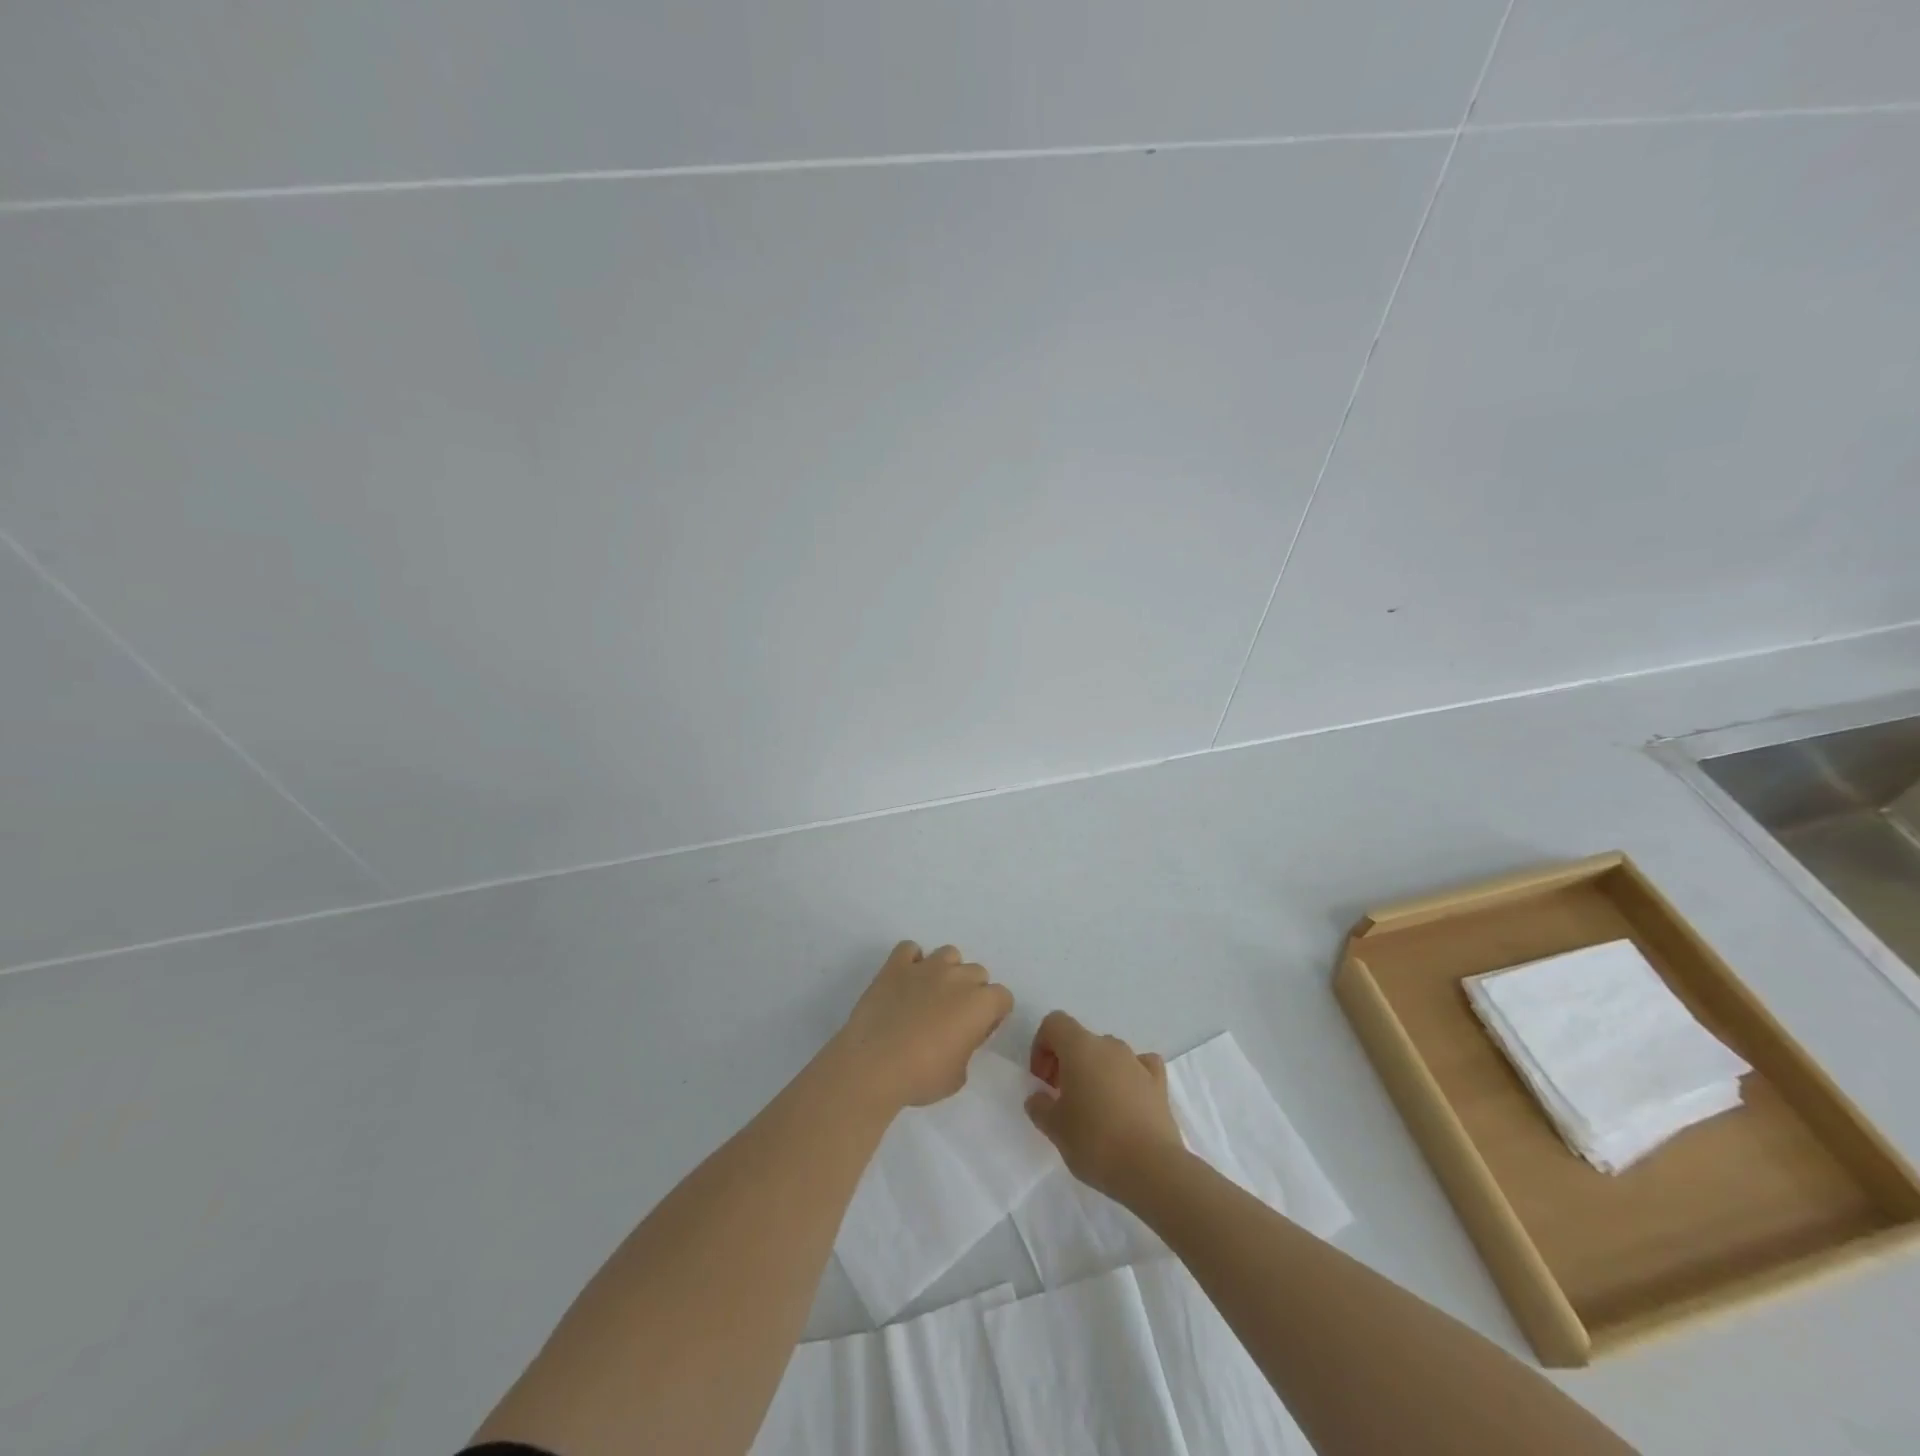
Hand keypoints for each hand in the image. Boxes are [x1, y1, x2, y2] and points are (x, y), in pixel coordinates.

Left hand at [833, 942, 1014, 1110]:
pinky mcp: (895, 966)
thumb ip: (966, 1048)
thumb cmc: (921, 1077)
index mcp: (979, 1005)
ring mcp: (926, 967)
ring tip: (931, 995)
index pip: (1002, 997)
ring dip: (946, 971)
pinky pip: (909, 949)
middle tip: (953, 1017)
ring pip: (949, 954)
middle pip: (977, 972)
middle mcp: (957, 977)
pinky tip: (905, 981)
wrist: (873, 1065)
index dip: (992, 1015)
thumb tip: (957, 1038)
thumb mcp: (958, 1076)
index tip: (977, 1032)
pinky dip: (911, 961)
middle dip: (971, 991)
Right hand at [1024, 1011, 1183, 1199]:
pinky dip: (1129, 1077)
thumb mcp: (1055, 1129)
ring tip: (1093, 1108)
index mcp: (1080, 1048)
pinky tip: (1127, 1100)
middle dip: (1066, 1063)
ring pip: (1109, 1055)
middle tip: (1061, 1099)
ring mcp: (1137, 1062)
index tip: (1042, 1081)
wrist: (1152, 1169)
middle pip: (1080, 1040)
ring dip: (1095, 1071)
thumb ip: (1040, 1107)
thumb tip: (1039, 1098)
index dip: (1041, 1047)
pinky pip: (1140, 1067)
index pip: (1054, 1024)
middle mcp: (1109, 1046)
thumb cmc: (1095, 1142)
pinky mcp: (1160, 1084)